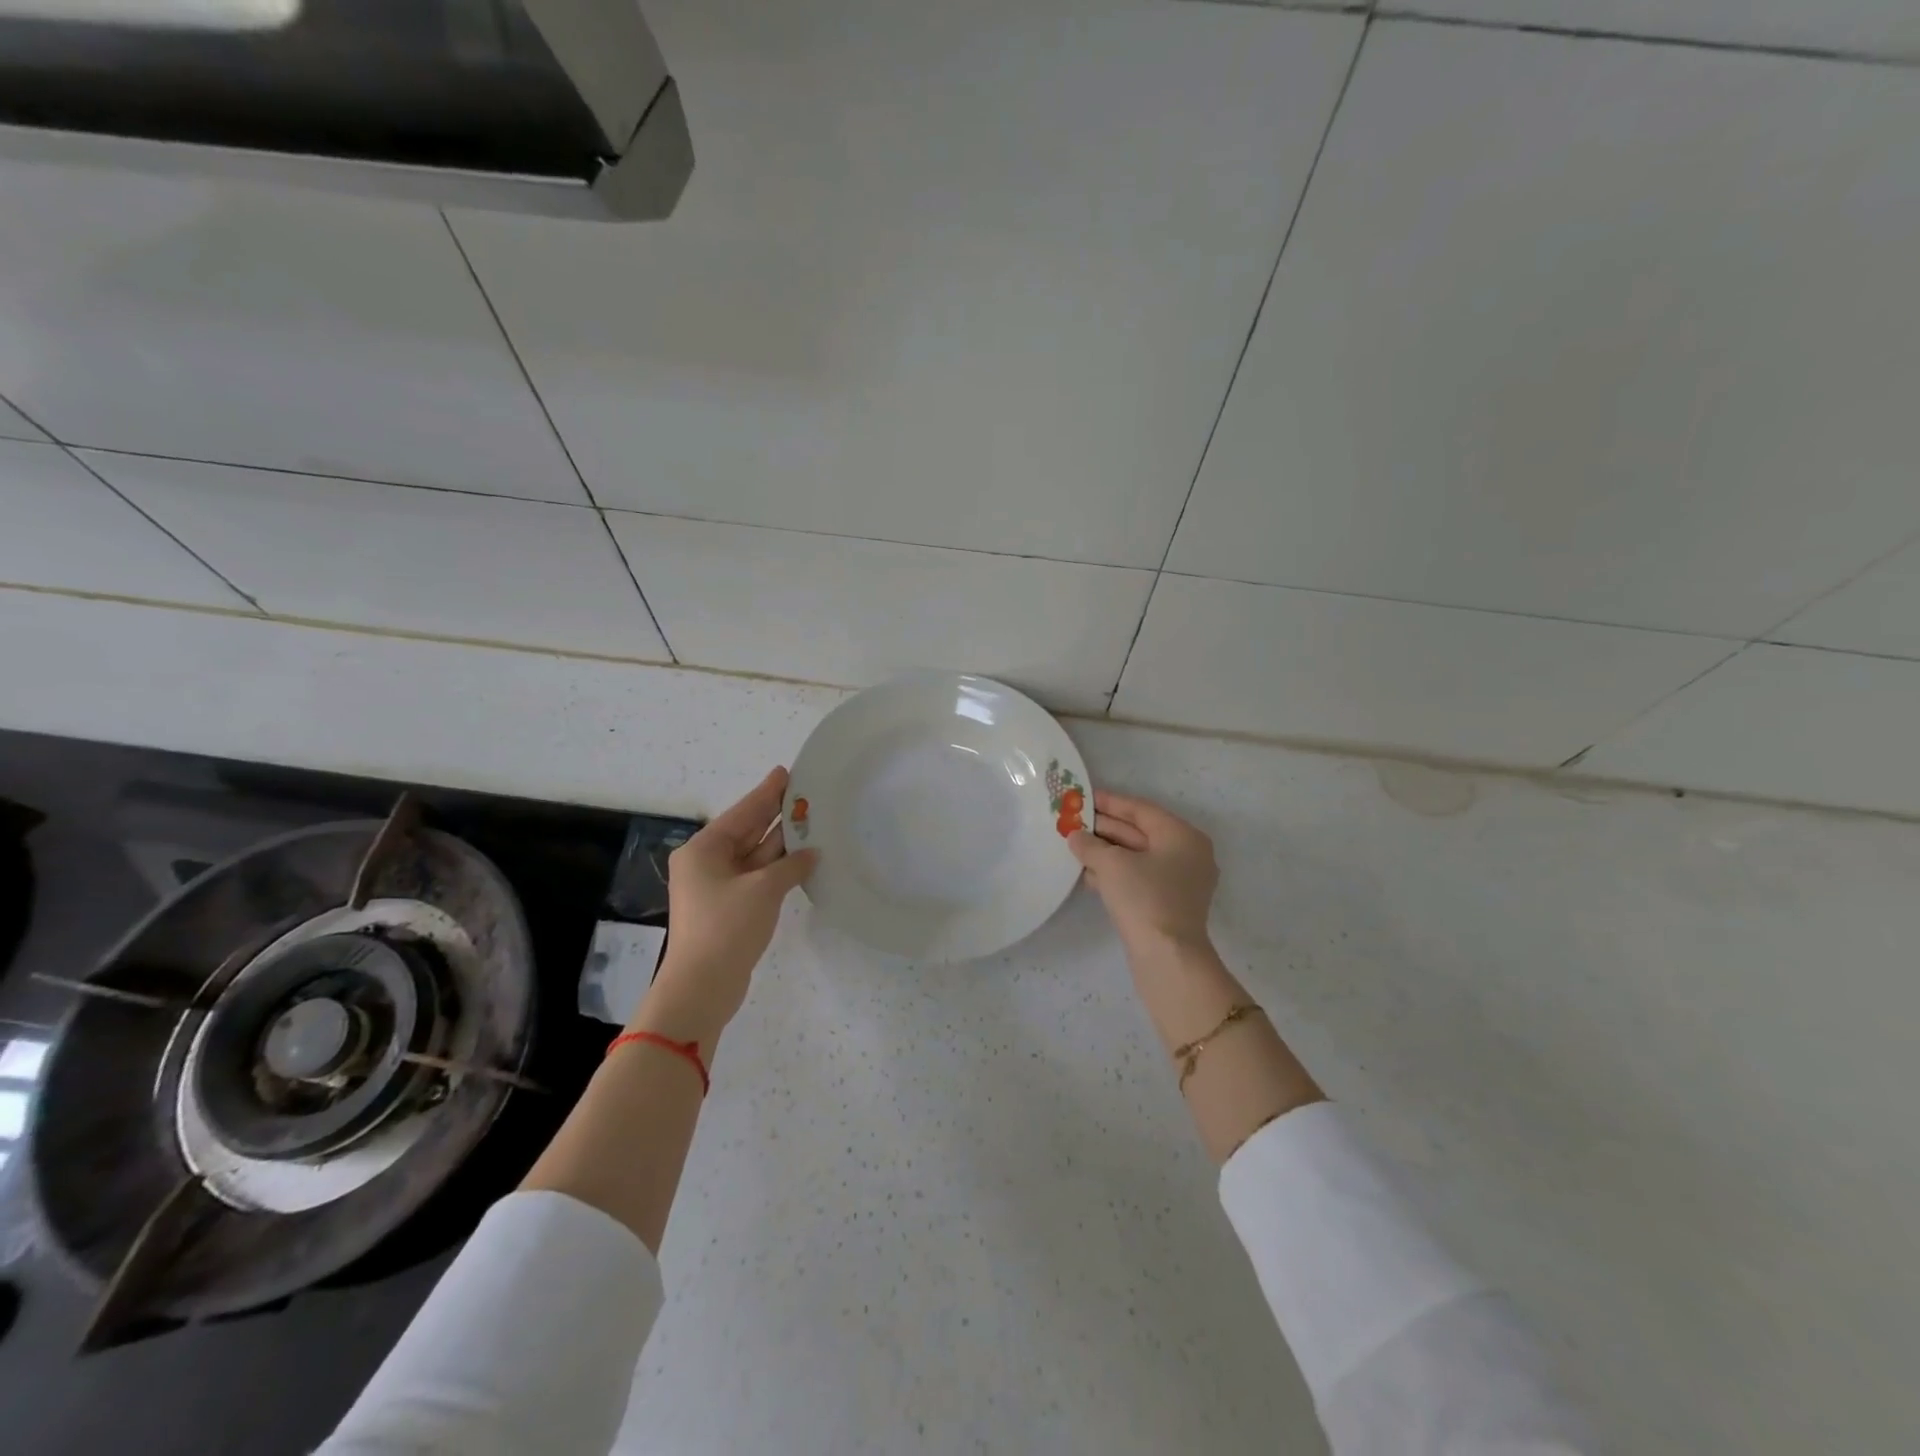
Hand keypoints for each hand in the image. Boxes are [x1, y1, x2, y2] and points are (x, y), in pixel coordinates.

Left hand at [632, 767, 816, 1048]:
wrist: (702, 987)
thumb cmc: (727, 927)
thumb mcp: (763, 889)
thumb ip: (790, 865)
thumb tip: (811, 853)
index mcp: (704, 850)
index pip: (742, 812)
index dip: (766, 793)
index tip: (785, 772)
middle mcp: (706, 863)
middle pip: (746, 831)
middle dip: (775, 814)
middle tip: (804, 793)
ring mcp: (717, 887)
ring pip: (754, 855)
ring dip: (781, 842)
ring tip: (811, 820)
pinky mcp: (729, 908)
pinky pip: (756, 877)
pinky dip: (777, 868)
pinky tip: (802, 858)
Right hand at [1069, 790, 1217, 955]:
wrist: (1167, 958)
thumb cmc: (1144, 898)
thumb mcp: (1111, 864)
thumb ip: (1090, 845)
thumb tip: (1075, 836)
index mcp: (1182, 836)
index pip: (1141, 810)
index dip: (1110, 802)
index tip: (1083, 796)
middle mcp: (1187, 854)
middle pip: (1140, 832)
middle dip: (1105, 828)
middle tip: (1073, 821)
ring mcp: (1180, 882)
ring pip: (1138, 857)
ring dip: (1107, 852)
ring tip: (1075, 846)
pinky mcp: (1169, 904)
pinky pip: (1139, 878)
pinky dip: (1116, 874)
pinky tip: (1089, 875)